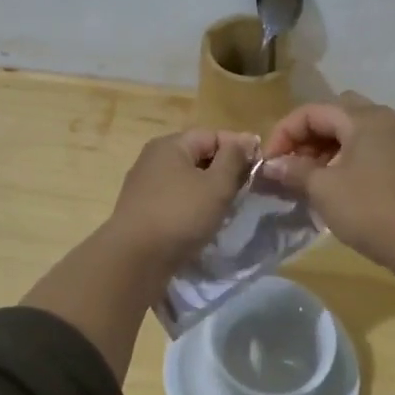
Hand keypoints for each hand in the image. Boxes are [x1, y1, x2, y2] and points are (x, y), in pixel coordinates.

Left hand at [105, 128, 256, 269]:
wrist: (135, 259)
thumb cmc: (180, 215)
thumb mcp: (217, 185)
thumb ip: (234, 159)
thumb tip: (246, 139)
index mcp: (170, 144)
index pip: (213, 135)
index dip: (239, 149)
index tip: (259, 170)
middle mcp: (153, 158)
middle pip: (198, 156)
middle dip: (224, 171)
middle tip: (245, 191)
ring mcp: (144, 184)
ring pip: (187, 179)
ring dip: (208, 191)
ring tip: (226, 209)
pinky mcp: (141, 209)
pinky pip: (174, 199)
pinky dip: (191, 206)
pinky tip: (202, 222)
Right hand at [259, 93, 394, 305]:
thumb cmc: (371, 210)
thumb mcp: (324, 189)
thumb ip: (295, 171)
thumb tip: (272, 164)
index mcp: (364, 118)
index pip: (312, 111)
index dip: (284, 133)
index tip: (268, 162)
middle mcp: (383, 120)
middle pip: (335, 114)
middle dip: (307, 136)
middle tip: (290, 164)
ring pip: (351, 132)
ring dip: (325, 148)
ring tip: (307, 178)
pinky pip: (366, 148)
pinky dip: (344, 159)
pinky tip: (333, 185)